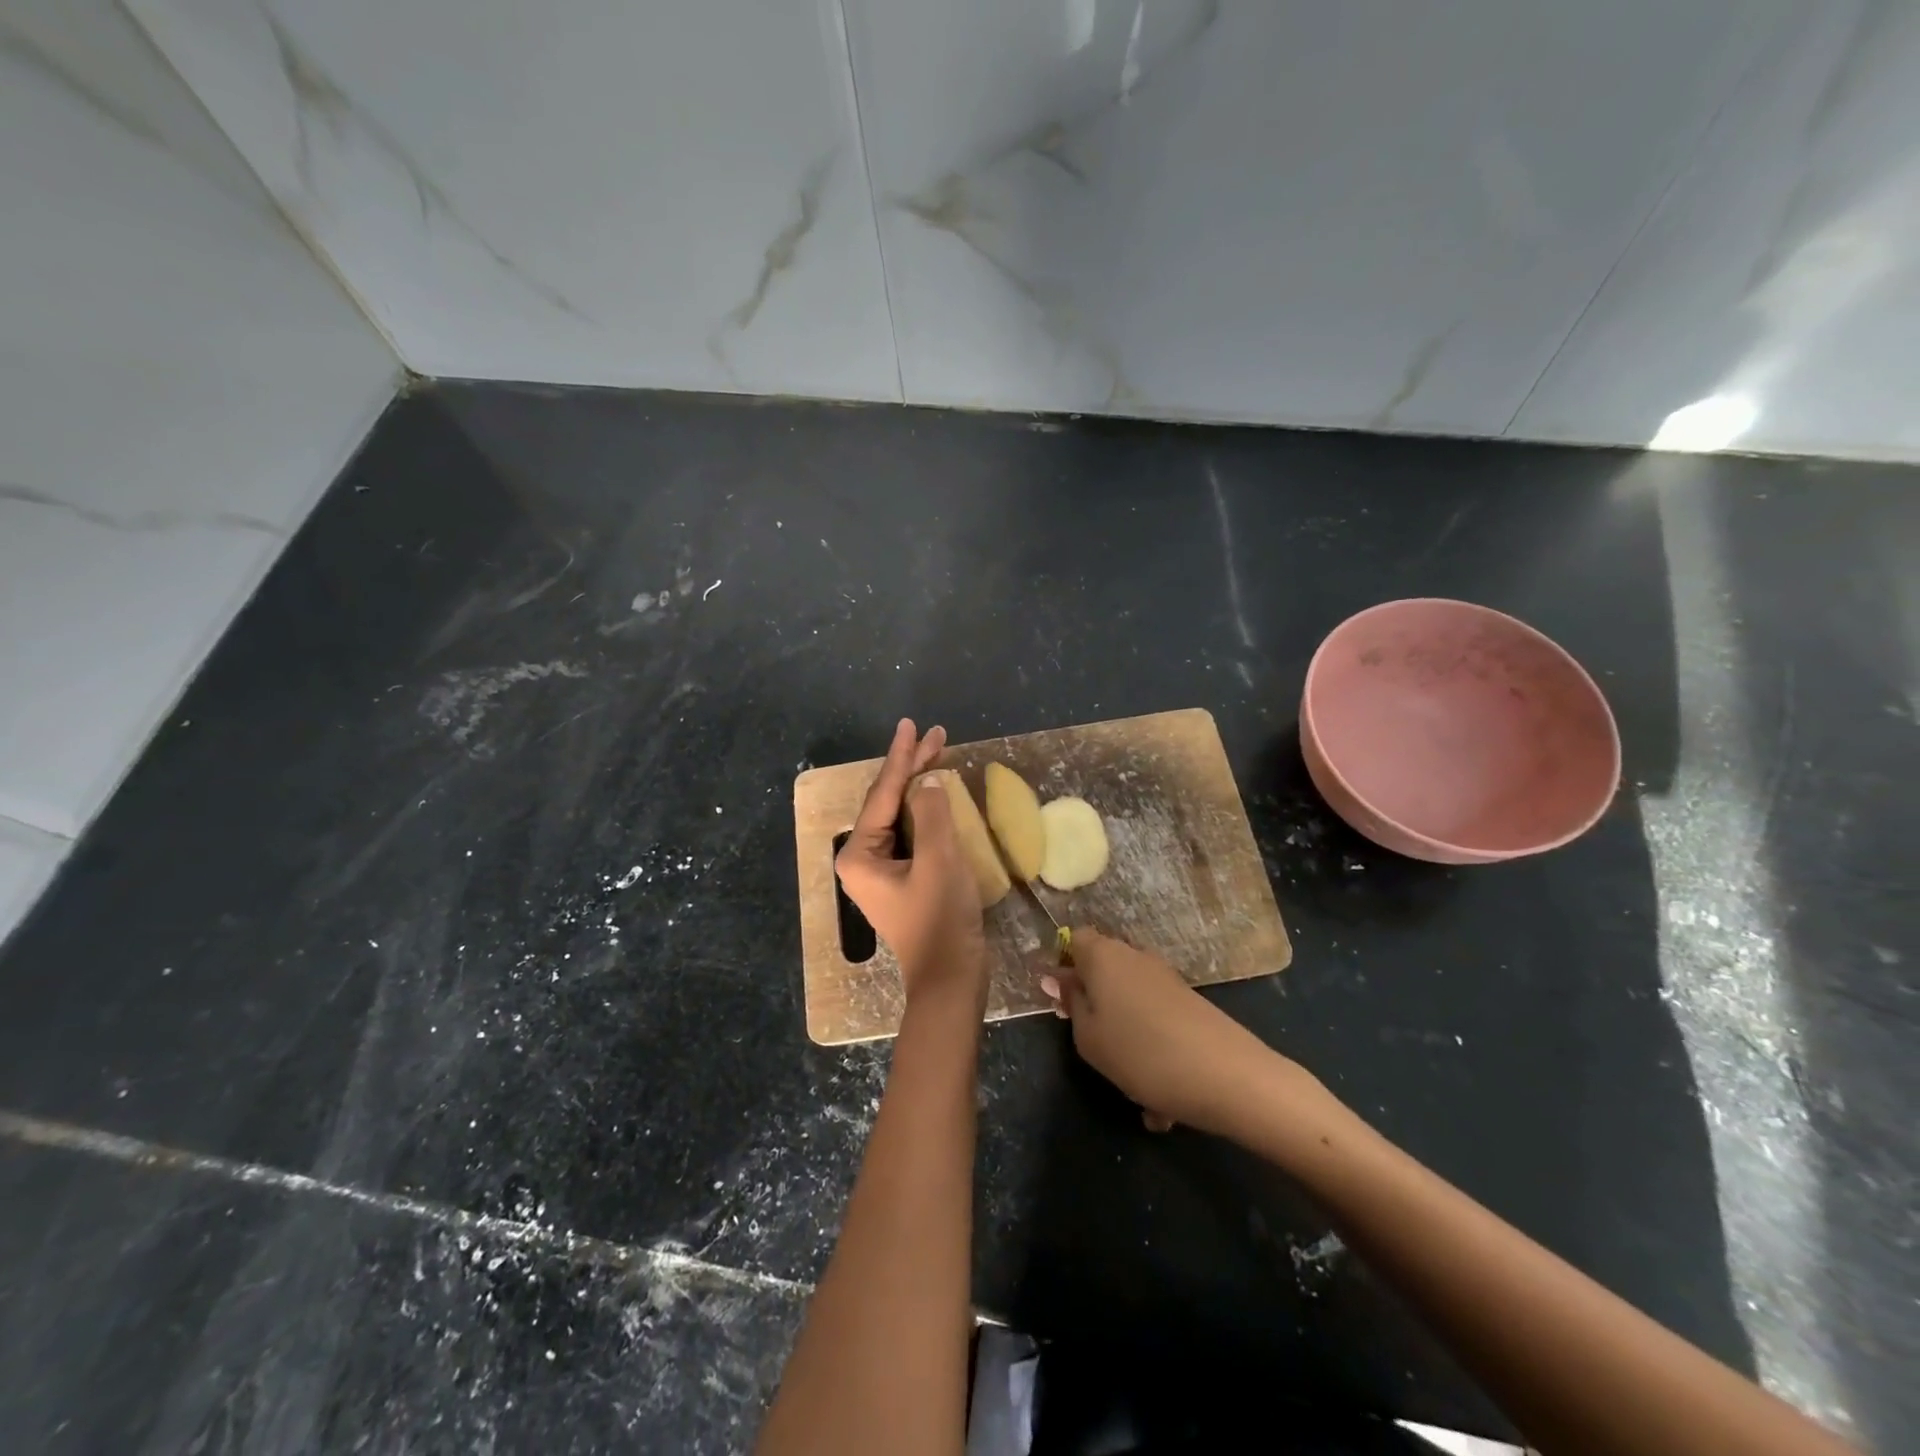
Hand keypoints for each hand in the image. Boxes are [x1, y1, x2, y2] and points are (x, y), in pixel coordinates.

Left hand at [835, 719, 987, 1006]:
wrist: (951, 979)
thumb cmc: (940, 919)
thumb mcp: (939, 860)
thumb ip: (933, 813)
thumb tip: (929, 781)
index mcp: (860, 854)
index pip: (884, 794)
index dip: (902, 757)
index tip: (912, 725)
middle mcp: (863, 859)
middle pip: (889, 801)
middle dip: (913, 766)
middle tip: (936, 734)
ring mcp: (882, 870)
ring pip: (902, 815)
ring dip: (921, 785)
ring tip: (940, 752)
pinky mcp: (902, 878)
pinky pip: (912, 833)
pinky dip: (928, 810)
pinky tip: (941, 793)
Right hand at [1039, 929, 1314, 1136]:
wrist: (1226, 1075)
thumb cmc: (1140, 1053)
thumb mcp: (1089, 1037)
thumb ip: (1071, 1004)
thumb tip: (1058, 977)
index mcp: (1104, 956)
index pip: (1075, 939)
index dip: (1064, 966)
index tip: (1063, 1003)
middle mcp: (1135, 956)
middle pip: (1103, 971)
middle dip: (1094, 1004)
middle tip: (1091, 1043)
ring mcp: (1165, 978)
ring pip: (1129, 1003)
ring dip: (1124, 1036)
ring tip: (1132, 1085)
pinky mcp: (1189, 1002)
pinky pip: (1155, 1022)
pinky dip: (1151, 1050)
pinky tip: (1160, 1100)